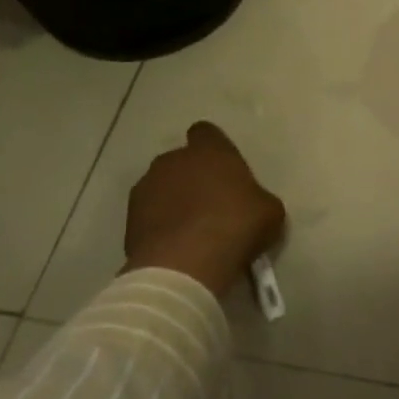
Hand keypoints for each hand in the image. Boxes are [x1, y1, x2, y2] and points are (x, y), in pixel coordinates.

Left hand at [123, 122, 285, 296]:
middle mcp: (173, 161)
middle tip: (211, 202)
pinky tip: (175, 245)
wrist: (185, 266)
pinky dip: (159, 224)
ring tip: (190, 228)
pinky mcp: (129, 219)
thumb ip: (257, 198)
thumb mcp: (269, 210)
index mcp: (210, 151)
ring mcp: (146, 188)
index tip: (224, 169)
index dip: (214, 148)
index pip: (206, 132)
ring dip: (173, 200)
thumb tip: (251, 205)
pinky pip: (149, 214)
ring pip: (161, 186)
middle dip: (192, 176)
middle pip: (181, 161)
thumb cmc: (236, 226)